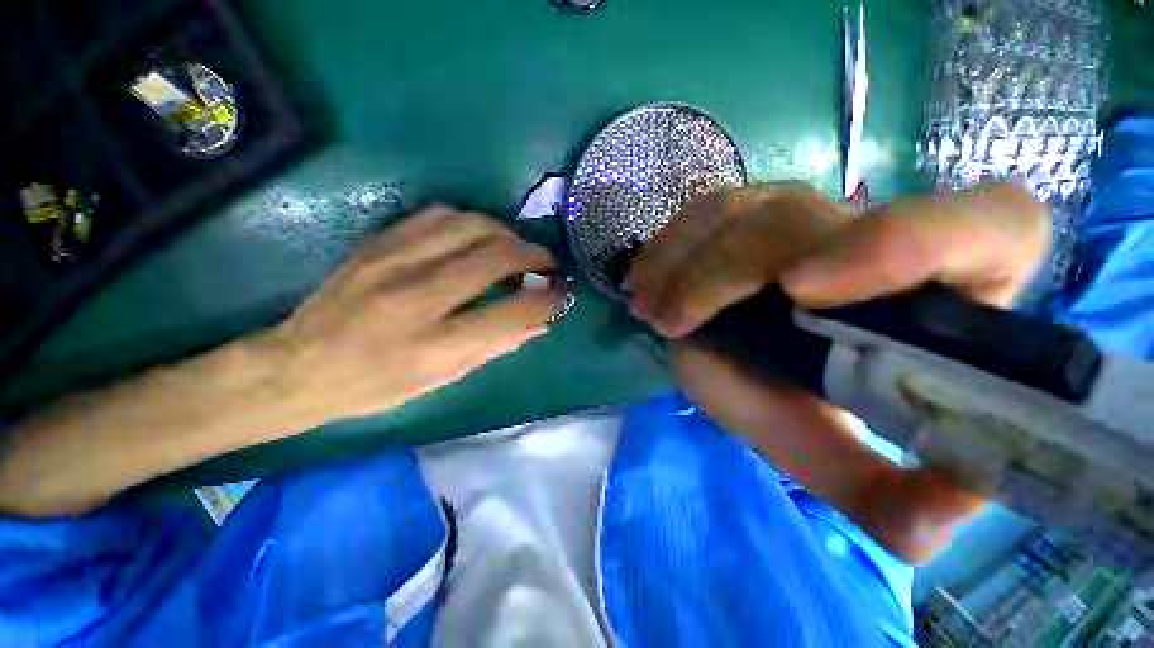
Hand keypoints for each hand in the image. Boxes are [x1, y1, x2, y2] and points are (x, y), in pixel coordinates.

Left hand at [0, 205, 563, 517]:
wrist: (297, 365)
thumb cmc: (376, 386)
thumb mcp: (443, 379)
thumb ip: (496, 346)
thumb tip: (538, 320)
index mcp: (434, 345)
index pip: (511, 312)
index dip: (546, 300)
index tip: (560, 294)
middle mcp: (415, 297)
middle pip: (494, 256)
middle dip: (532, 254)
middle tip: (546, 263)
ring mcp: (392, 261)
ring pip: (470, 225)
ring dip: (505, 233)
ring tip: (515, 248)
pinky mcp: (377, 242)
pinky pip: (439, 215)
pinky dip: (471, 223)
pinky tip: (477, 238)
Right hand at [628, 183, 1049, 561]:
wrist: (741, 358)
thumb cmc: (791, 401)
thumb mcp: (829, 453)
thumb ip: (886, 495)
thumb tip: (942, 518)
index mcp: (939, 290)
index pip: (992, 227)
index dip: (916, 239)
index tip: (806, 291)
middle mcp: (869, 233)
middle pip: (805, 221)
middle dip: (726, 275)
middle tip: (676, 324)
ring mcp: (798, 211)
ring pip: (740, 213)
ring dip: (685, 266)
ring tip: (655, 312)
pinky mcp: (744, 209)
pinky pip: (702, 213)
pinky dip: (666, 250)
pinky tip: (647, 284)